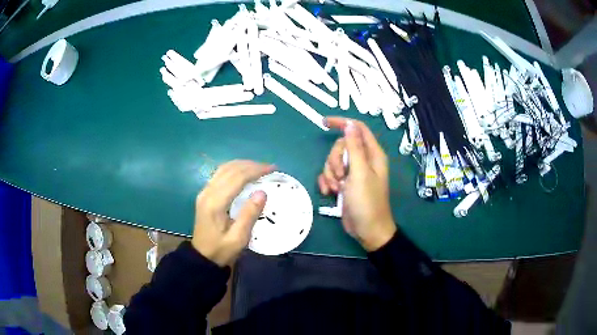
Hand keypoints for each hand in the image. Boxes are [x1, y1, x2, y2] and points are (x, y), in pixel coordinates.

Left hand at [192, 160, 273, 266]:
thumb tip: (262, 192)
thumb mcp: (239, 238)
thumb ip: (249, 214)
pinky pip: (220, 174)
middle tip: (269, 168)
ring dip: (242, 165)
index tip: (272, 169)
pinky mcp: (205, 194)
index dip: (255, 170)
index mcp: (215, 203)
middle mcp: (207, 192)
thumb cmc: (221, 250)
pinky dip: (234, 170)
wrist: (202, 256)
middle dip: (251, 165)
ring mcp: (204, 192)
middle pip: (230, 169)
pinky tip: (244, 173)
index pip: (236, 178)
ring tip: (259, 168)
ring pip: (223, 169)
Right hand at [318, 118, 396, 251]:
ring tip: (337, 188)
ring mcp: (353, 172)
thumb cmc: (367, 202)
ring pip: (333, 161)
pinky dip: (327, 182)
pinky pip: (330, 174)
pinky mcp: (344, 183)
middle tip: (340, 176)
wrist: (367, 230)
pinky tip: (329, 193)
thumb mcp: (360, 173)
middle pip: (341, 146)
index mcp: (372, 154)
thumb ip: (354, 147)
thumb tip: (350, 124)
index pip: (357, 128)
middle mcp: (363, 160)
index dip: (342, 123)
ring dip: (330, 174)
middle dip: (334, 160)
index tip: (324, 122)